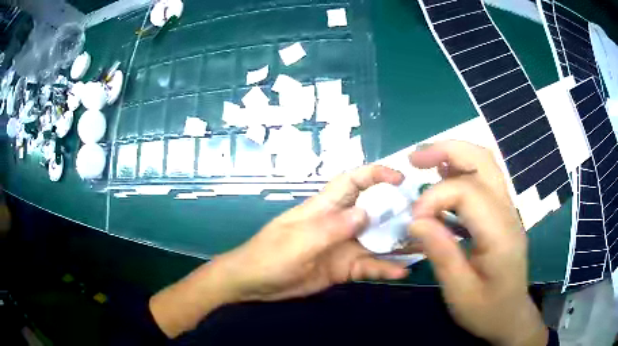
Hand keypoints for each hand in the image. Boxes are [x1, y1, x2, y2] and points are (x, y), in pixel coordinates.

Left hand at [215, 165, 408, 301]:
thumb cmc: (270, 256)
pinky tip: (401, 273)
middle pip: (373, 212)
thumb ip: (333, 228)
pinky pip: (368, 266)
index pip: (353, 181)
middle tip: (426, 218)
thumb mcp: (299, 241)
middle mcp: (339, 224)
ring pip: (376, 241)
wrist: (254, 284)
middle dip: (397, 212)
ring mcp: (343, 247)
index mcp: (325, 208)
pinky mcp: (343, 268)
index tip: (400, 179)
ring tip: (423, 247)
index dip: (376, 174)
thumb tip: (366, 212)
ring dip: (398, 243)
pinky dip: (384, 269)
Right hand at [408, 141, 547, 345]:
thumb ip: (441, 254)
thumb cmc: (486, 310)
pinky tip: (443, 179)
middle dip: (447, 151)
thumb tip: (415, 221)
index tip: (413, 220)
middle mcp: (508, 213)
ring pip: (485, 164)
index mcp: (500, 233)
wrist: (510, 316)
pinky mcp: (502, 215)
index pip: (468, 192)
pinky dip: (461, 171)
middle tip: (415, 159)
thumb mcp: (459, 291)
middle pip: (483, 161)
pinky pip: (484, 180)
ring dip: (454, 155)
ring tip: (424, 162)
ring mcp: (508, 210)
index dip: (435, 198)